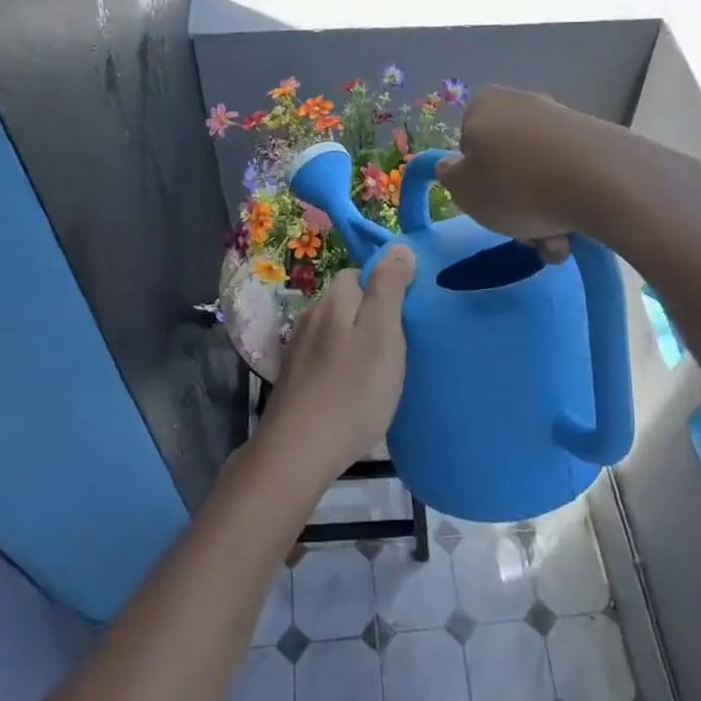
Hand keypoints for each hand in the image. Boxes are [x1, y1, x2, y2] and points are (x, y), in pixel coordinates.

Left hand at [261, 246, 416, 478]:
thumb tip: (398, 249)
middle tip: (398, 346)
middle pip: (347, 301)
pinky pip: (325, 357)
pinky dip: (342, 365)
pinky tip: (353, 389)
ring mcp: (298, 348)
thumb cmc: (352, 390)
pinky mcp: (294, 378)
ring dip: (356, 341)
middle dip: (372, 315)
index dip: (385, 287)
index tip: (406, 316)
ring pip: (335, 330)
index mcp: (333, 300)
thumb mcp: (382, 333)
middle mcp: (311, 316)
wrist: (298, 452)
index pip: (360, 273)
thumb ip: (389, 288)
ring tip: (379, 370)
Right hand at [436, 87, 596, 258]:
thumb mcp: (462, 188)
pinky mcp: (597, 140)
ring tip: (555, 242)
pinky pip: (571, 178)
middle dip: (514, 206)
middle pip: (507, 165)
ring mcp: (563, 121)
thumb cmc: (517, 185)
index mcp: (485, 105)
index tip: (487, 205)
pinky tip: (578, 231)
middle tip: (525, 235)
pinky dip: (569, 205)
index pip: (467, 146)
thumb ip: (448, 175)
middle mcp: (523, 104)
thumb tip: (455, 165)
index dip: (475, 181)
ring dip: (542, 216)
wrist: (603, 182)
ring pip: (540, 178)